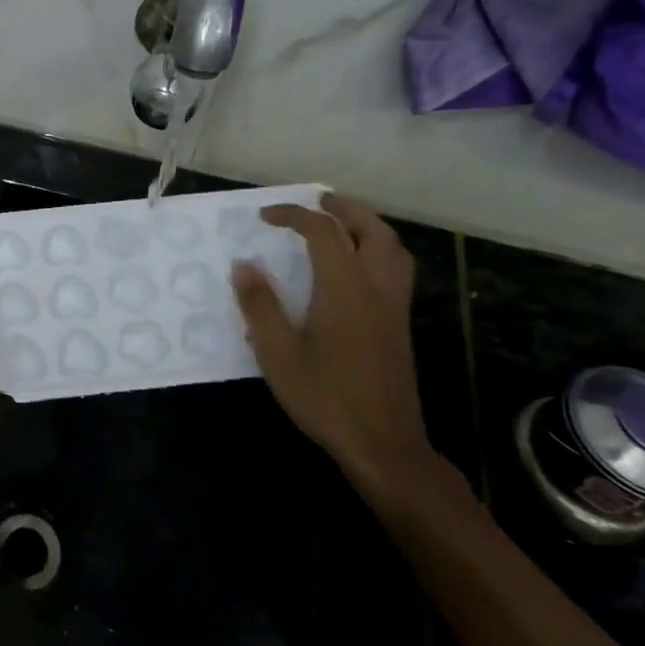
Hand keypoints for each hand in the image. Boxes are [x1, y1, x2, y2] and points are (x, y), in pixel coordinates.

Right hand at [230, 194, 437, 504]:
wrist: (383, 444)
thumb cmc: (325, 398)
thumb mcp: (278, 354)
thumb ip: (260, 306)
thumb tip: (243, 265)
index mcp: (345, 289)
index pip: (323, 232)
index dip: (294, 215)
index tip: (265, 216)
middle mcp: (376, 288)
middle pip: (371, 229)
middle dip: (343, 208)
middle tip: (316, 201)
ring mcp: (394, 307)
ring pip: (393, 247)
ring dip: (367, 225)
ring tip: (341, 222)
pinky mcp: (400, 325)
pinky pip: (397, 268)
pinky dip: (378, 248)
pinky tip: (357, 265)